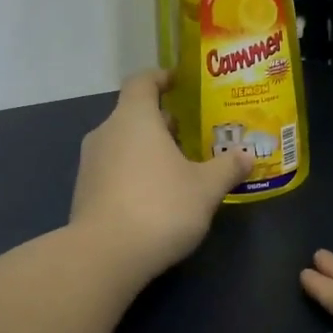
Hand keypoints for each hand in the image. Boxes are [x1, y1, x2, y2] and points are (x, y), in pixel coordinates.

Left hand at [70, 69, 251, 279]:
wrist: (104, 255)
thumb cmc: (160, 207)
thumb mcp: (205, 188)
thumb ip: (227, 168)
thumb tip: (247, 155)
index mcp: (134, 118)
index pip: (142, 81)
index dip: (161, 77)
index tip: (179, 82)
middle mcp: (106, 132)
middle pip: (133, 114)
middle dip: (162, 121)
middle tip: (192, 132)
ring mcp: (90, 163)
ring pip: (123, 143)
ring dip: (148, 148)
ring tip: (178, 165)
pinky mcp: (84, 192)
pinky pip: (113, 169)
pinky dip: (134, 172)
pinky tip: (155, 195)